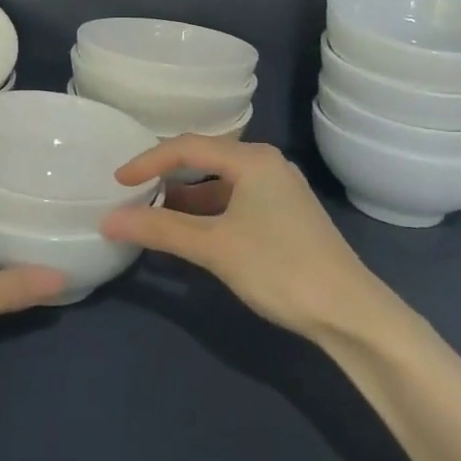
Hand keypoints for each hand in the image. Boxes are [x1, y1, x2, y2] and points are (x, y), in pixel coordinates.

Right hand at [101, 136, 388, 342]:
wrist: (351, 314)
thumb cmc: (279, 268)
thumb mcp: (214, 247)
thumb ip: (159, 229)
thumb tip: (108, 220)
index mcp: (252, 159)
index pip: (187, 147)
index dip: (148, 161)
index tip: (117, 181)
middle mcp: (266, 165)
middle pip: (203, 160)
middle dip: (165, 177)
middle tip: (131, 194)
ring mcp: (278, 191)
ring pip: (218, 184)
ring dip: (184, 199)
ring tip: (151, 216)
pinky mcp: (284, 217)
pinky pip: (233, 203)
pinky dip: (206, 214)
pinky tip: (188, 234)